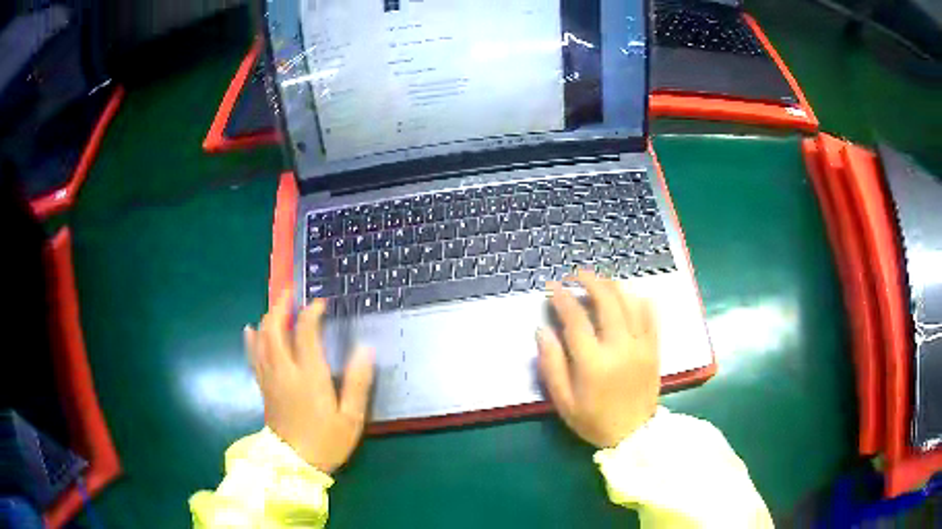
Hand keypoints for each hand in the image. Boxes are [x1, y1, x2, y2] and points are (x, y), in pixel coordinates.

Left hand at [244, 290, 374, 473]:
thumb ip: (357, 382)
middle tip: (290, 292)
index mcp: (308, 375)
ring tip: (276, 305)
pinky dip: (251, 340)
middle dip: (281, 306)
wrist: (294, 464)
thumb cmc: (326, 441)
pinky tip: (250, 329)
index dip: (311, 313)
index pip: (305, 332)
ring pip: (262, 339)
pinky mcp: (263, 387)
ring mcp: (270, 378)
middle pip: (275, 329)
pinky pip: (253, 357)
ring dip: (267, 318)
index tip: (321, 303)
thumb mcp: (351, 417)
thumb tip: (366, 349)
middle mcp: (285, 370)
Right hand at [537, 270, 659, 448]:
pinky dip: (640, 300)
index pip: (576, 319)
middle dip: (589, 281)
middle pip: (606, 302)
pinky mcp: (654, 349)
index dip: (562, 298)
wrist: (633, 435)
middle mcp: (619, 348)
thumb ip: (551, 365)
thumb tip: (542, 331)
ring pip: (630, 303)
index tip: (552, 287)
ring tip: (599, 280)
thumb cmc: (593, 420)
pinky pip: (651, 316)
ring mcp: (641, 346)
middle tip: (576, 274)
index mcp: (593, 363)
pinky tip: (630, 295)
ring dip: (613, 286)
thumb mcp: (563, 402)